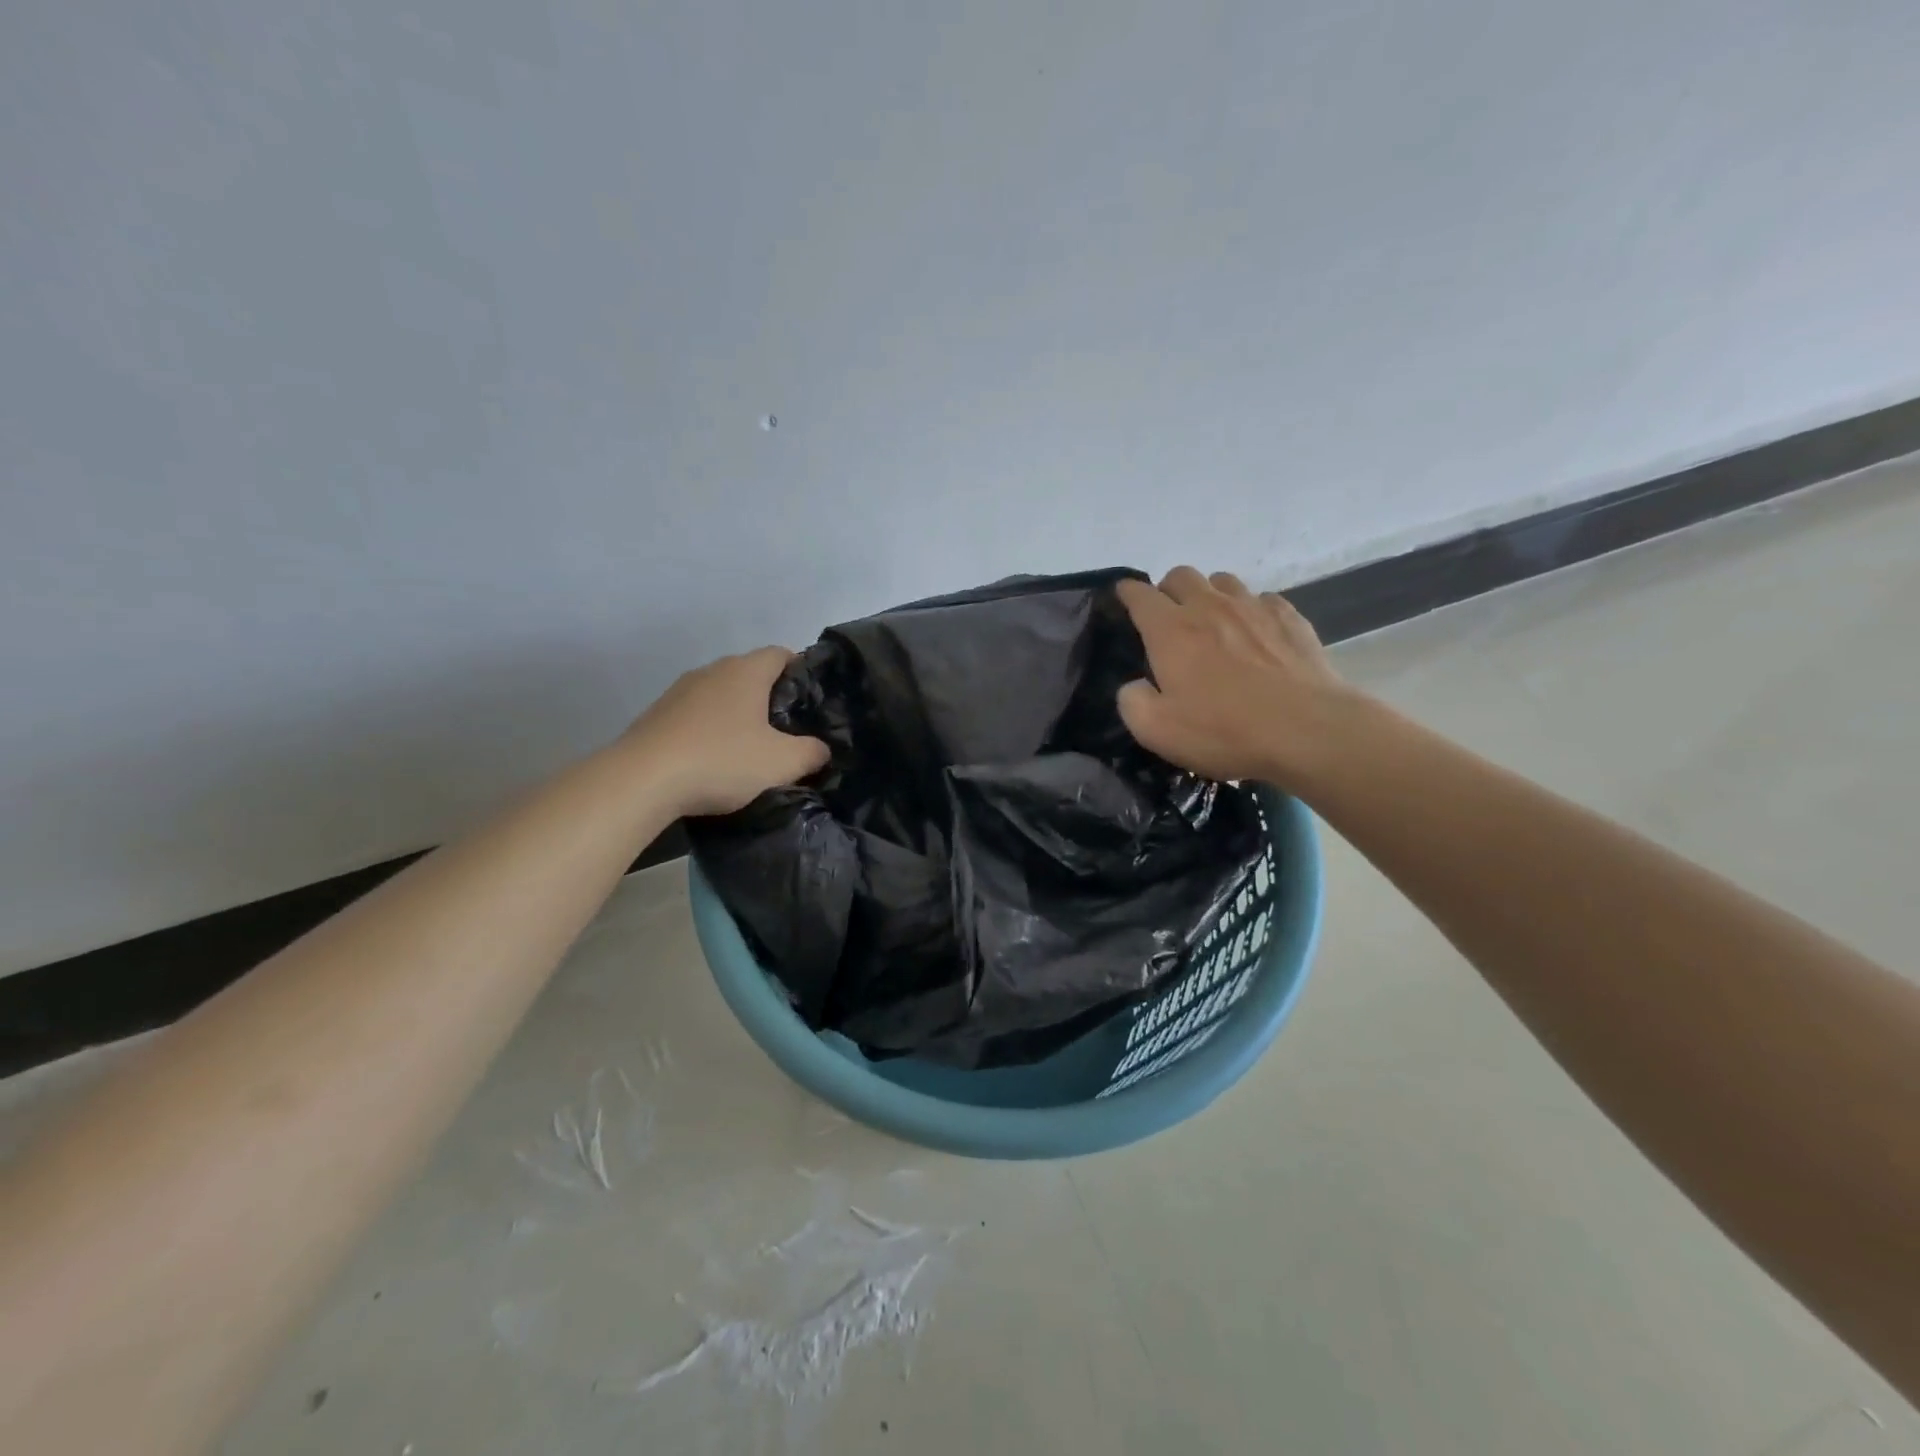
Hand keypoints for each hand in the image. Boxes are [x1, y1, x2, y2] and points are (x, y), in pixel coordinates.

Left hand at [625, 647, 829, 816]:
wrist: (641, 780)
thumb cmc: (721, 760)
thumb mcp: (782, 763)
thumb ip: (812, 752)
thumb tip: (822, 749)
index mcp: (746, 671)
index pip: (781, 654)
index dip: (800, 671)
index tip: (811, 700)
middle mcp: (712, 671)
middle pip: (750, 673)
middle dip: (770, 696)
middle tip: (787, 729)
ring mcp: (679, 691)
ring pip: (721, 694)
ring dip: (737, 714)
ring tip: (749, 747)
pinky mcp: (657, 715)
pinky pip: (695, 715)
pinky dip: (709, 729)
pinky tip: (713, 759)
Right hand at [1115, 566, 1357, 790]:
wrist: (1306, 730)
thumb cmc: (1223, 730)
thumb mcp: (1156, 730)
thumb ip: (1132, 701)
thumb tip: (1135, 685)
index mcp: (1170, 630)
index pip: (1139, 595)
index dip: (1127, 593)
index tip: (1122, 599)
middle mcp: (1209, 606)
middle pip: (1181, 575)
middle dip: (1167, 590)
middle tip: (1168, 619)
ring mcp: (1253, 607)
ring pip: (1222, 581)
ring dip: (1209, 595)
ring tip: (1213, 623)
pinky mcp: (1290, 618)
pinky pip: (1262, 599)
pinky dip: (1251, 610)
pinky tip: (1255, 635)